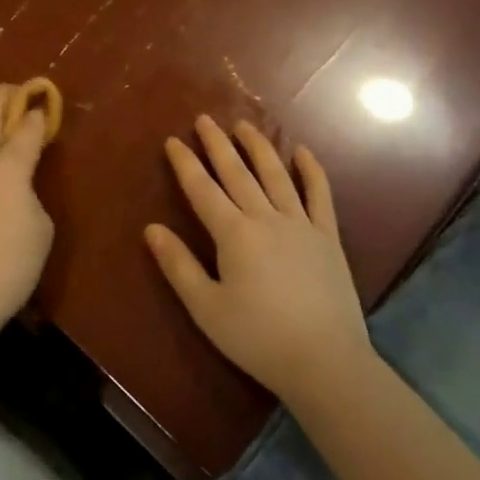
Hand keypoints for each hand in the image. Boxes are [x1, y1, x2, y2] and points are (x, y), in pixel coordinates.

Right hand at [146, 115, 369, 403]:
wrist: (324, 361)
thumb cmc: (257, 337)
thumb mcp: (206, 308)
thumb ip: (178, 265)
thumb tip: (152, 228)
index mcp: (234, 234)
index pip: (203, 190)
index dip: (186, 164)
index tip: (172, 140)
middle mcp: (266, 218)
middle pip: (238, 173)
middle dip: (218, 144)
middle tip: (204, 119)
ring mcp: (301, 224)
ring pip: (276, 175)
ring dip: (259, 147)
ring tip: (244, 125)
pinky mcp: (328, 237)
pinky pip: (320, 195)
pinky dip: (312, 171)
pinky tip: (302, 152)